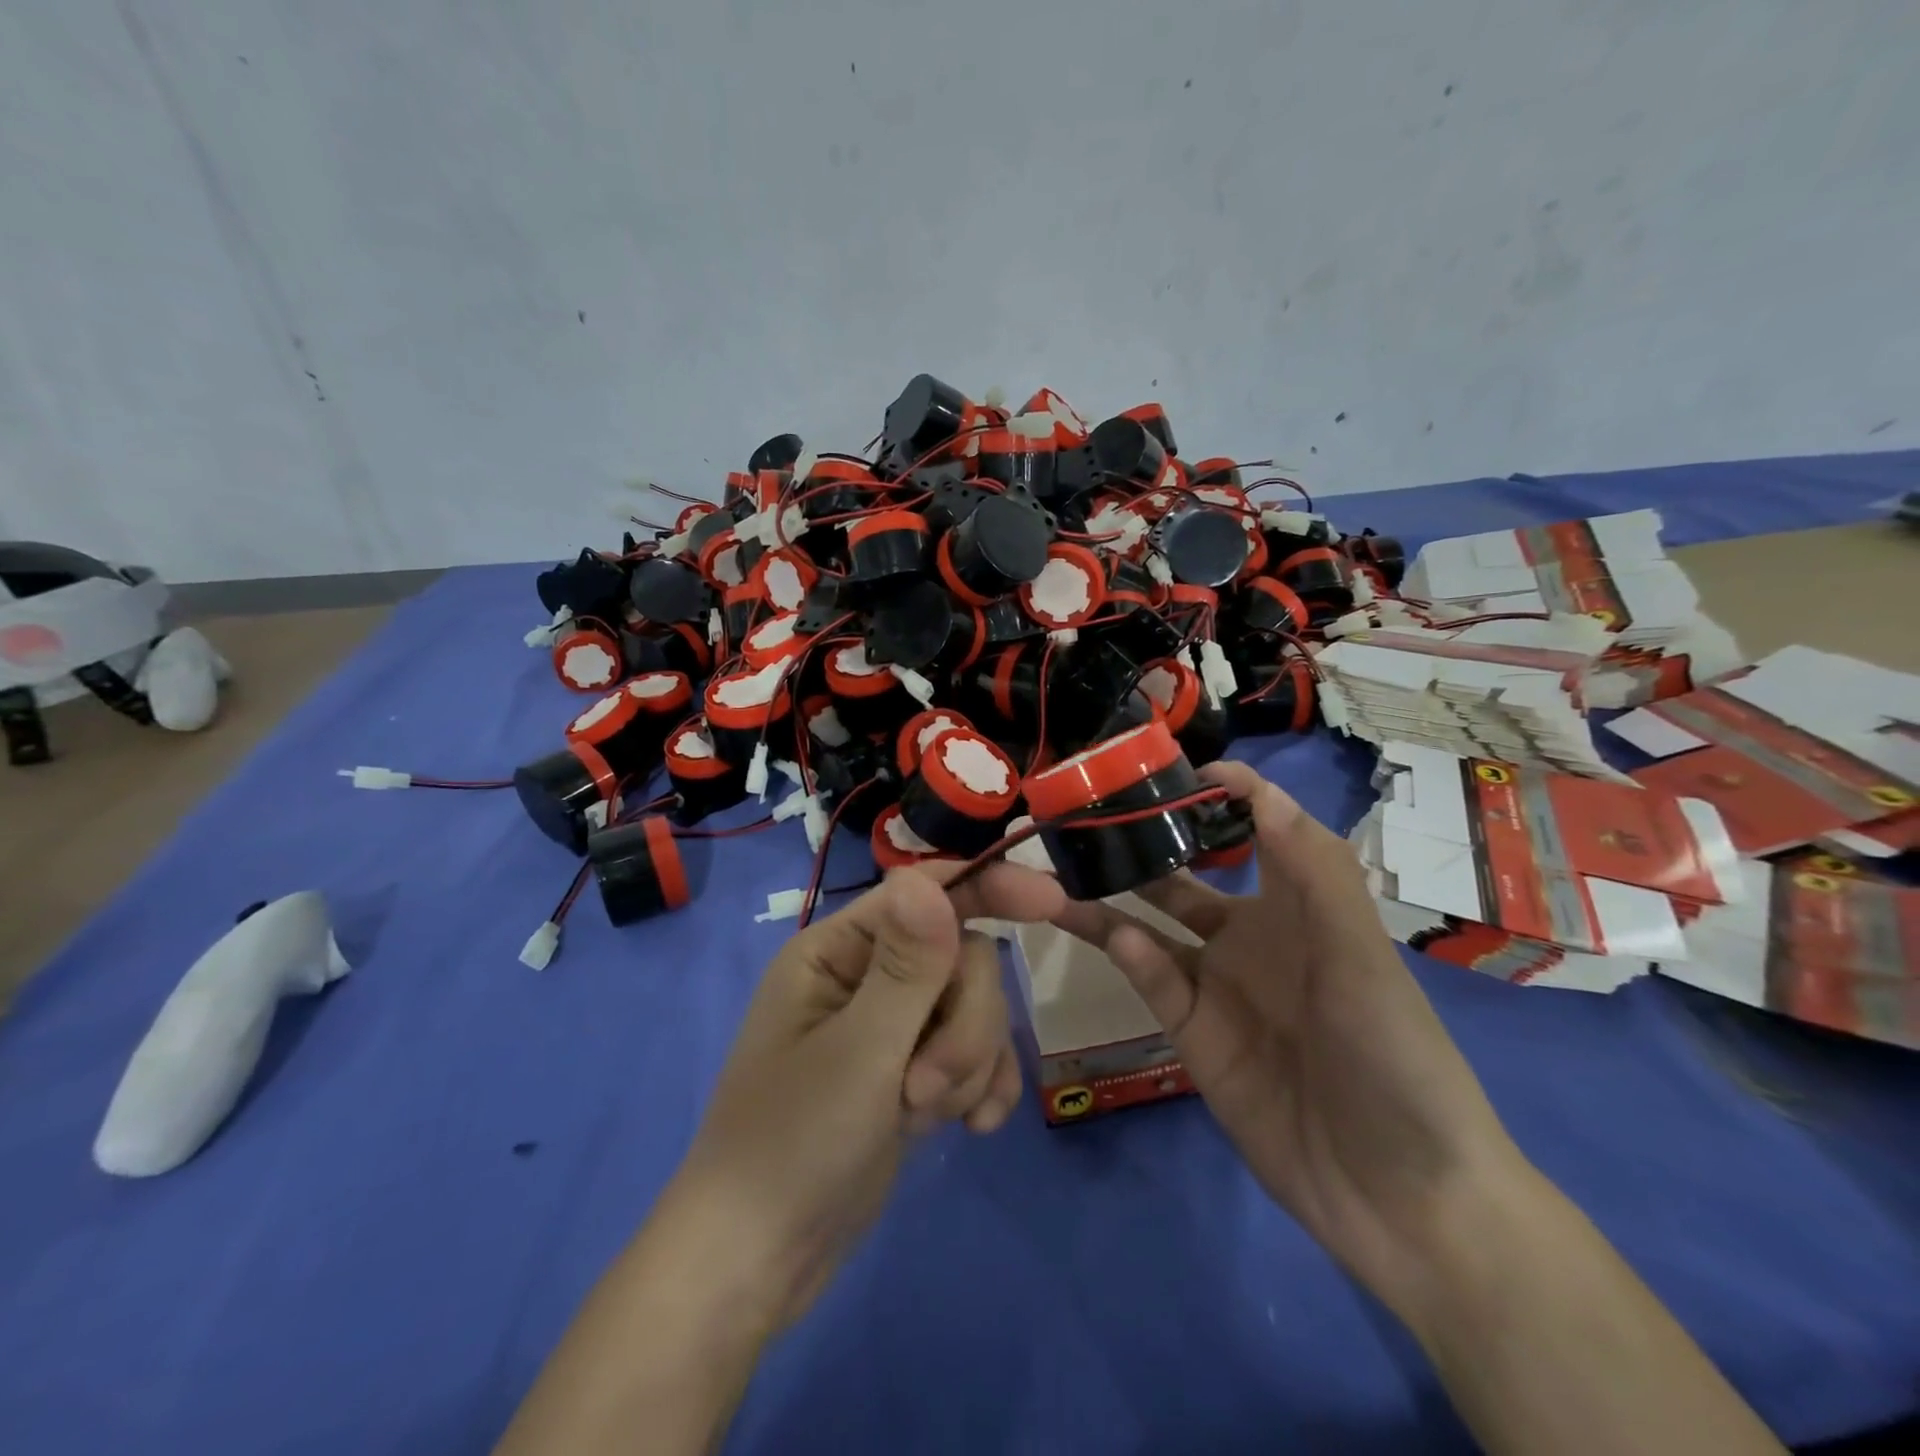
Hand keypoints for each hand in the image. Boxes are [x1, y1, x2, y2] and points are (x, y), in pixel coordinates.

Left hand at [671, 860, 1065, 1330]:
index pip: (924, 893)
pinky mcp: (912, 1073)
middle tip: (923, 1089)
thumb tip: (928, 879)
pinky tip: (971, 1131)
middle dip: (964, 1025)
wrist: (759, 1263)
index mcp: (838, 950)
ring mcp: (893, 1027)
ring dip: (968, 1065)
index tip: (1052, 903)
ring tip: (923, 1117)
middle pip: (962, 960)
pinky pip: (975, 1056)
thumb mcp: (858, 1053)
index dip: (988, 888)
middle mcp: (866, 976)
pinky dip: (981, 1088)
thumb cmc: (792, 1144)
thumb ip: (905, 966)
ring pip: (975, 1010)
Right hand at [1053, 760, 1525, 1297]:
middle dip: (1142, 843)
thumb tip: (1252, 786)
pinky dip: (1132, 956)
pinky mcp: (1194, 1035)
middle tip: (1086, 813)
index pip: (1254, 827)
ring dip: (1110, 897)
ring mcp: (1218, 985)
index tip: (1168, 767)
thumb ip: (1310, 871)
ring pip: (1150, 926)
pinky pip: (1154, 982)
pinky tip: (1114, 937)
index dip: (1218, 792)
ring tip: (1060, 867)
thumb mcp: (1361, 954)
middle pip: (1184, 875)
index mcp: (1300, 904)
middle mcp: (1252, 935)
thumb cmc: (1395, 1055)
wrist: (1402, 1196)